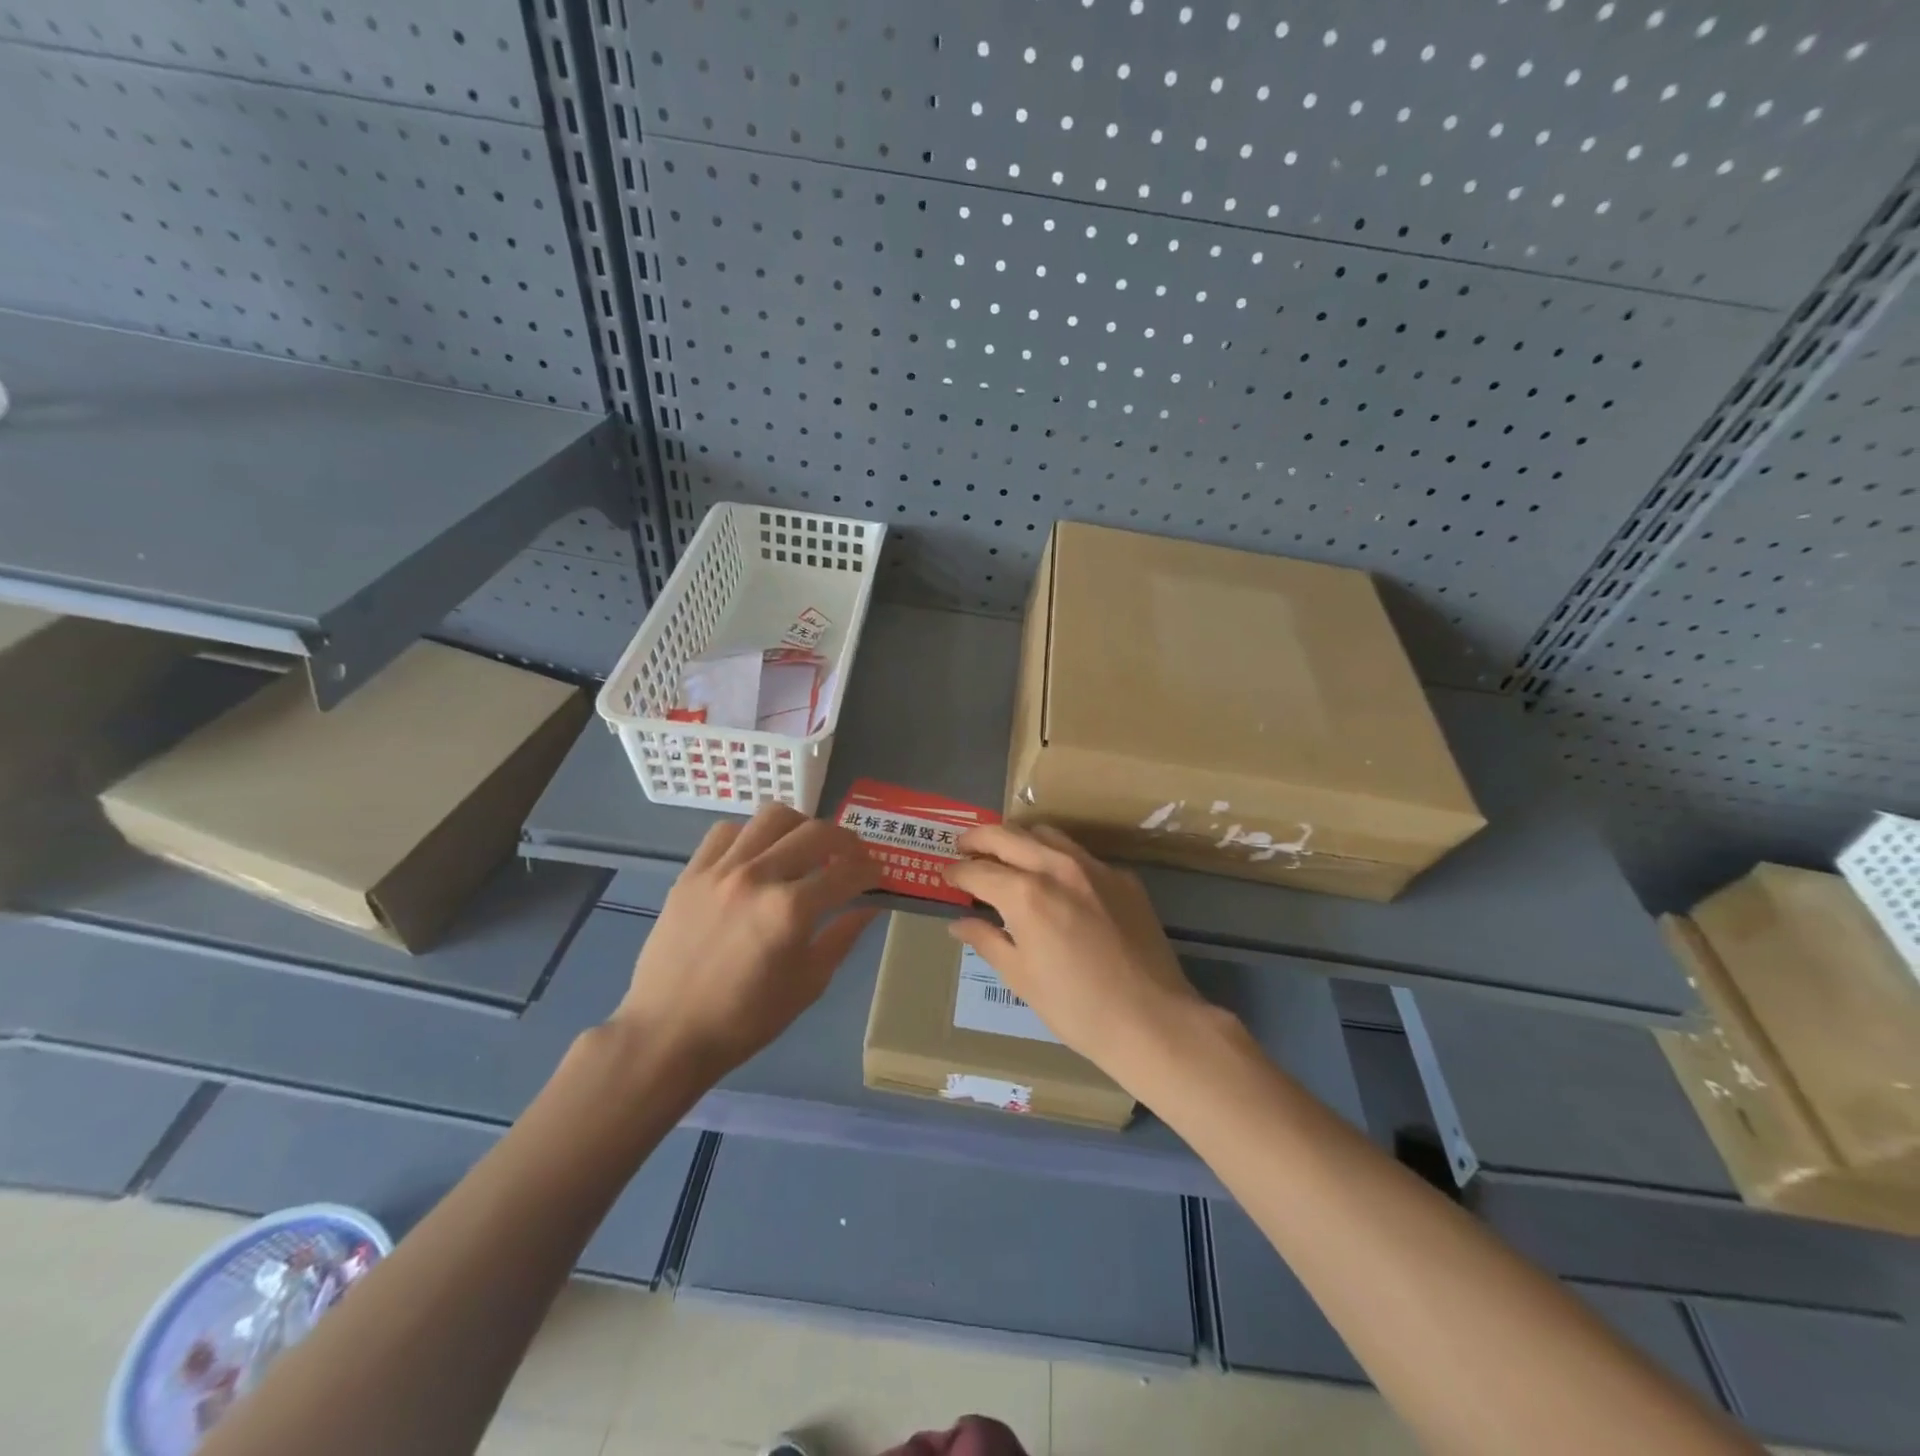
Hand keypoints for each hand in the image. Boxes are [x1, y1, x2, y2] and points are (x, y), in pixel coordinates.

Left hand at [614, 804, 881, 1074]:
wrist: (667, 1034)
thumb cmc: (745, 1020)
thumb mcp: (808, 984)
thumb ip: (842, 937)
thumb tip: (870, 906)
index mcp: (791, 911)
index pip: (847, 873)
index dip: (871, 871)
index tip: (877, 876)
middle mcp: (758, 877)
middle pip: (816, 832)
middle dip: (846, 841)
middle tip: (852, 857)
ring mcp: (721, 870)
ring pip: (772, 817)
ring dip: (800, 826)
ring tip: (805, 847)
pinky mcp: (691, 873)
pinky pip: (727, 831)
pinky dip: (751, 835)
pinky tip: (757, 856)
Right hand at [942, 824, 1211, 1086]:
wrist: (1152, 1019)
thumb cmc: (1075, 1008)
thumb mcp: (1020, 977)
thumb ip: (986, 940)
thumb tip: (959, 923)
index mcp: (1025, 894)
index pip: (979, 871)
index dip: (957, 872)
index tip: (946, 875)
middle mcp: (1057, 867)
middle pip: (1008, 836)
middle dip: (979, 839)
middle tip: (963, 847)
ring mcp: (1094, 868)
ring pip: (1045, 834)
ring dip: (1018, 839)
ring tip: (1005, 854)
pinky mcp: (1122, 877)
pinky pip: (1079, 854)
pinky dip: (1055, 857)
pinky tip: (1054, 880)